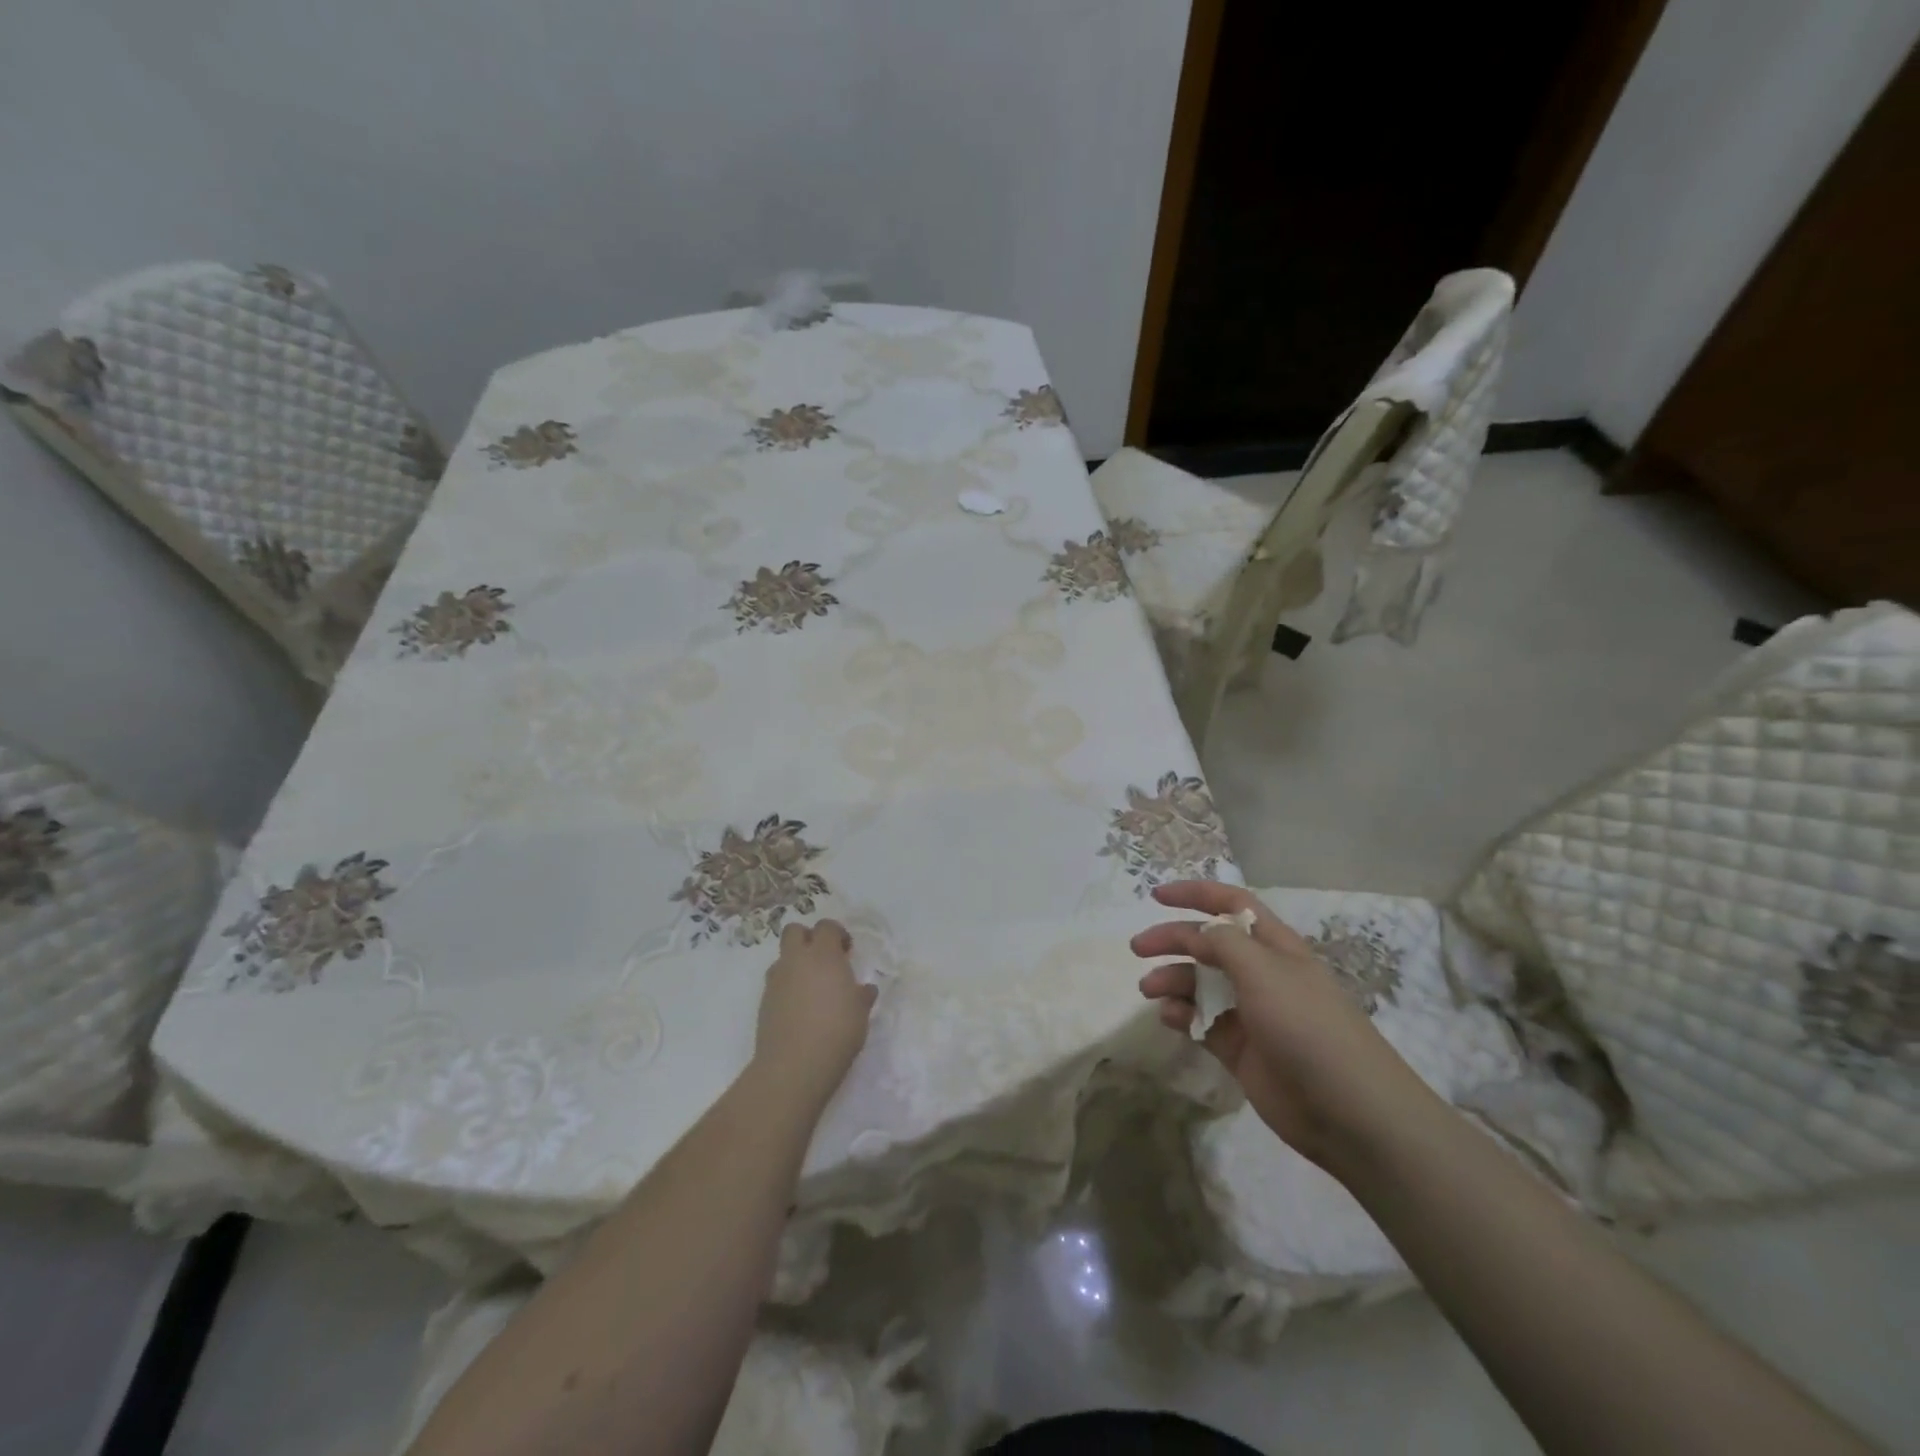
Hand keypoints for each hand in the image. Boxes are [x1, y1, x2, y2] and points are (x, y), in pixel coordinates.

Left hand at [753, 919, 876, 1106]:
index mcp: (823, 955)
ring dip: (796, 964)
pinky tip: (800, 1009)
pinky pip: (776, 983)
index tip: (847, 951)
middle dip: (808, 938)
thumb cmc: (837, 1031)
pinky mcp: (764, 1002)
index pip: (826, 927)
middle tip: (824, 959)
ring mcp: (776, 980)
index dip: (837, 933)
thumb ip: (862, 995)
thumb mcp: (860, 1013)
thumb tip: (864, 989)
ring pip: (783, 958)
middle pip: (794, 931)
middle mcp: (796, 960)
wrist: (794, 1065)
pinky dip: (787, 987)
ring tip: (811, 987)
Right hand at [1132, 882, 1439, 1171]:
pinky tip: (1170, 1018)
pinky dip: (1182, 1015)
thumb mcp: (1263, 970)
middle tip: (1138, 948)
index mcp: (1274, 947)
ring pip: (1201, 984)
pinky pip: (1202, 1022)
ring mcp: (1251, 1013)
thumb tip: (1199, 931)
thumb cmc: (1306, 1025)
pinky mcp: (1240, 1049)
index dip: (1196, 894)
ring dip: (1172, 980)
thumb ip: (1223, 942)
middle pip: (1209, 944)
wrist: (1348, 1111)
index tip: (1156, 897)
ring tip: (1148, 990)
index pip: (1231, 906)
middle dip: (1173, 939)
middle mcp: (1261, 974)